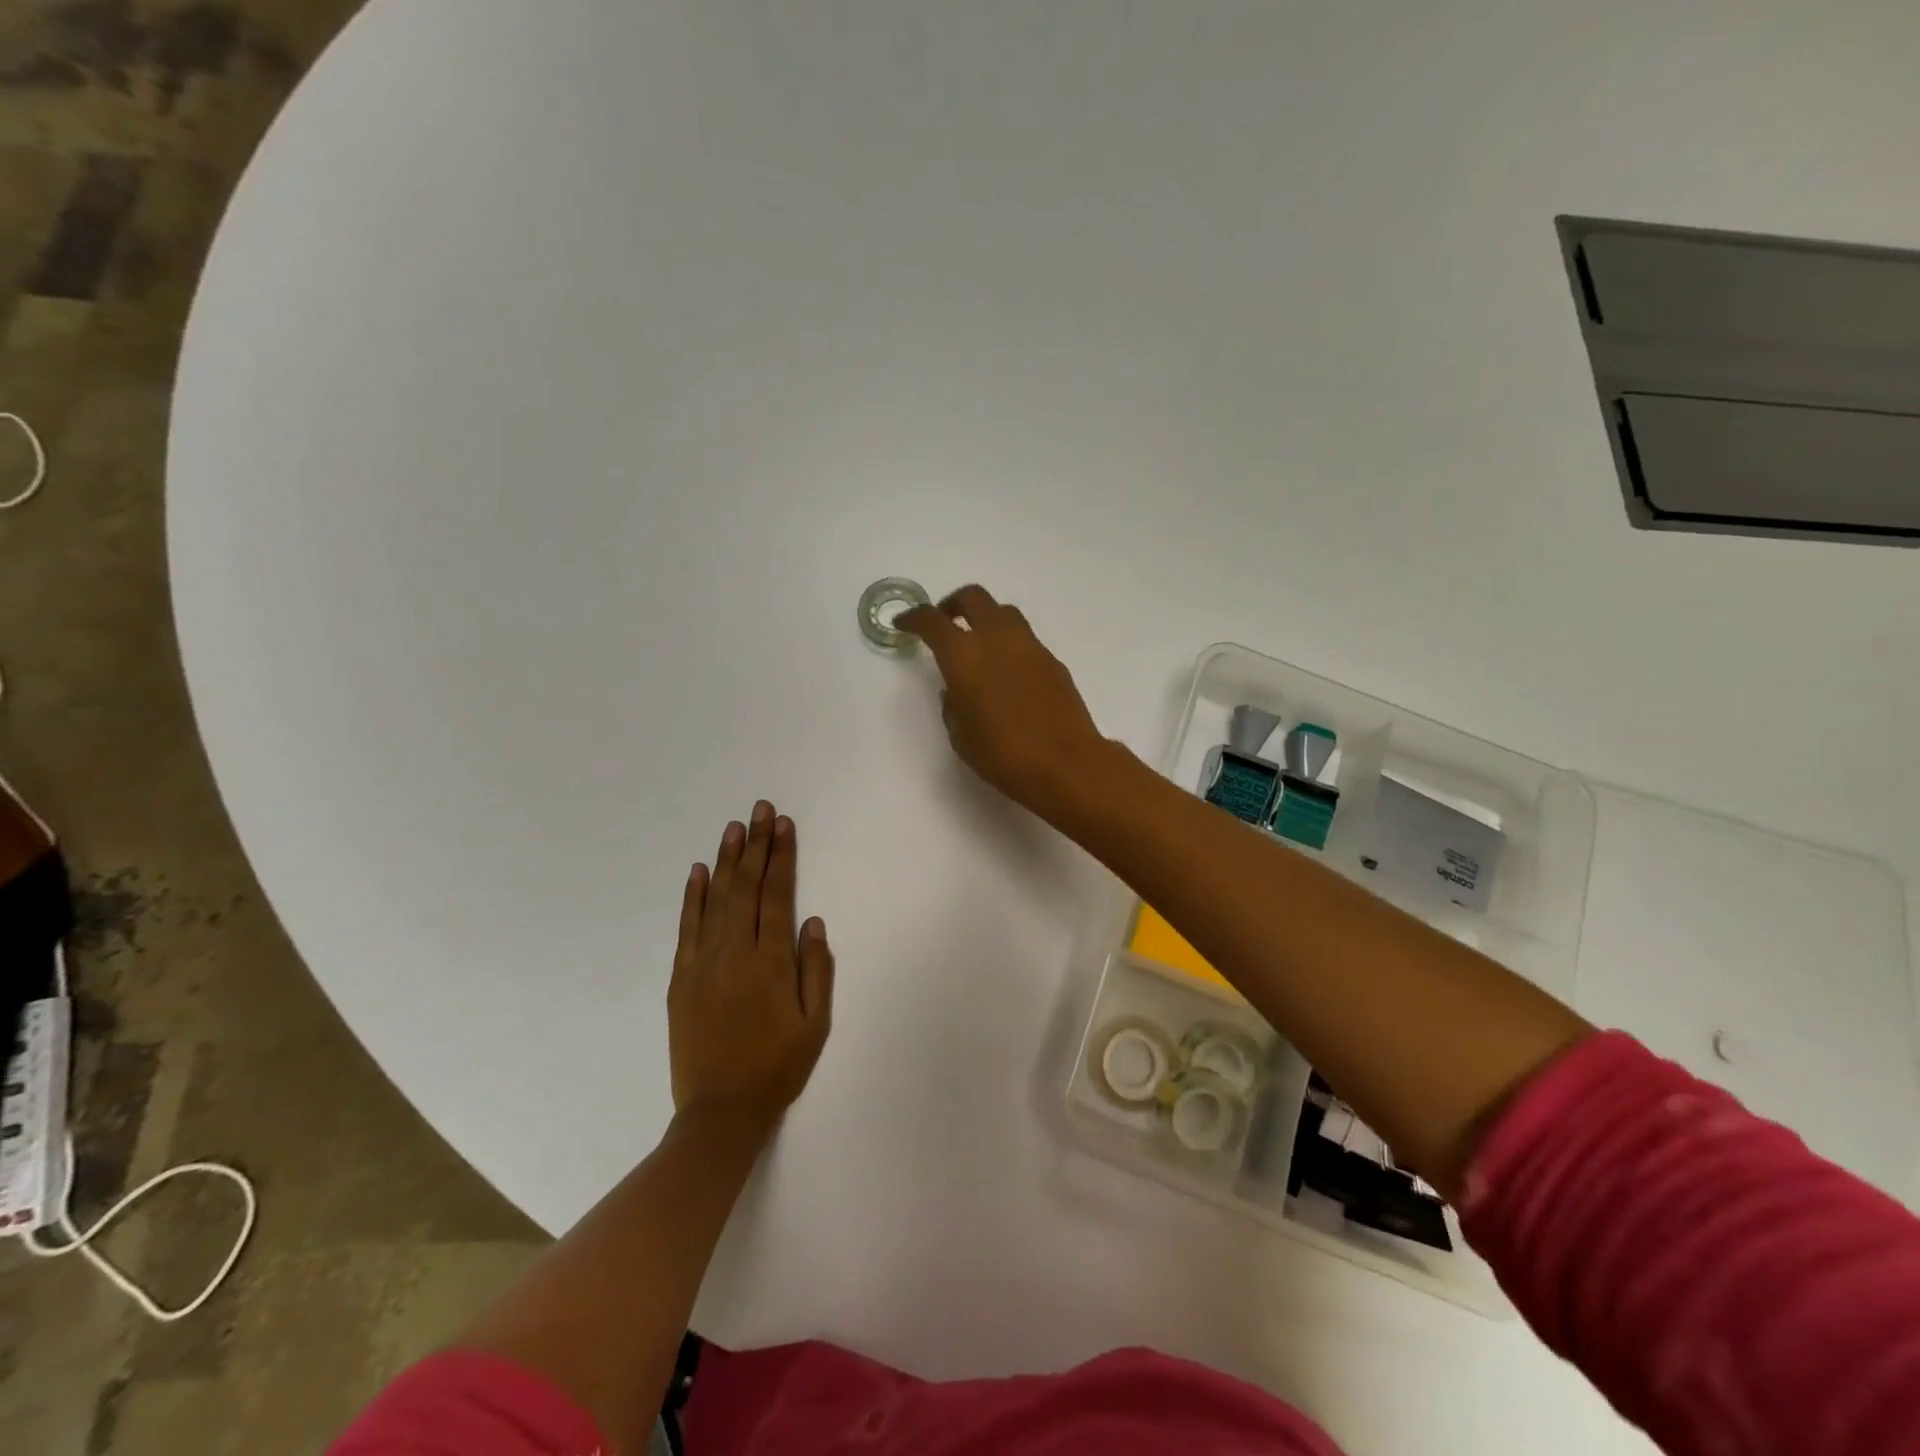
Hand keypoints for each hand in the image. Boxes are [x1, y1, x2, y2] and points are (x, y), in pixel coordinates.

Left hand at [669, 802, 834, 1133]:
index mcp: (771, 962)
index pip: (777, 895)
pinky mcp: (681, 978)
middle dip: (755, 844)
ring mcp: (703, 963)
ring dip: (726, 860)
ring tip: (734, 827)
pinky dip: (692, 897)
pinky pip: (687, 927)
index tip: (783, 825)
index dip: (781, 857)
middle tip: (759, 809)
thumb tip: (813, 922)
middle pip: (746, 887)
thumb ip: (816, 970)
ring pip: (716, 899)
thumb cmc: (777, 1067)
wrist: (720, 1112)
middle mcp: (735, 952)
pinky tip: (698, 871)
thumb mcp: (816, 1024)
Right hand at [897, 584, 1106, 817]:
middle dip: (952, 605)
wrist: (1066, 764)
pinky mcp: (1052, 660)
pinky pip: (1024, 638)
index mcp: (964, 656)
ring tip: (977, 644)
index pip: (932, 621)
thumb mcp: (961, 737)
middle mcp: (996, 639)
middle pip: (972, 598)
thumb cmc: (1003, 755)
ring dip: (984, 619)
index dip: (913, 618)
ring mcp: (1029, 645)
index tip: (903, 622)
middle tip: (943, 622)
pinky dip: (1008, 643)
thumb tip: (956, 691)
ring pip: (1002, 612)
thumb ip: (953, 706)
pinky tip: (1006, 671)